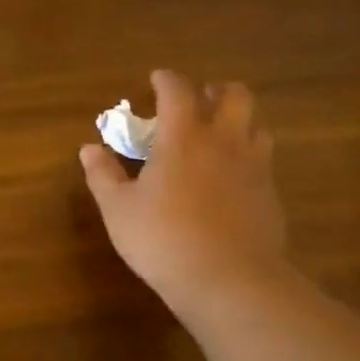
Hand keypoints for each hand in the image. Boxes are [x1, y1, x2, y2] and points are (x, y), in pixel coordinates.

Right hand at [80, 69, 290, 316]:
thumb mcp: (119, 210)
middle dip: (215, 90)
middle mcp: (224, 141)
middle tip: (198, 101)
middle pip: (234, 95)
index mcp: (183, 137)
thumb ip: (103, 175)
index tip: (156, 79)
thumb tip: (89, 149)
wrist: (229, 280)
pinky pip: (262, 158)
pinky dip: (246, 154)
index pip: (178, 90)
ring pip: (255, 123)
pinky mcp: (270, 193)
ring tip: (218, 134)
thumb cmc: (163, 240)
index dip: (166, 80)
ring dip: (237, 119)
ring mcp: (254, 166)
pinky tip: (231, 177)